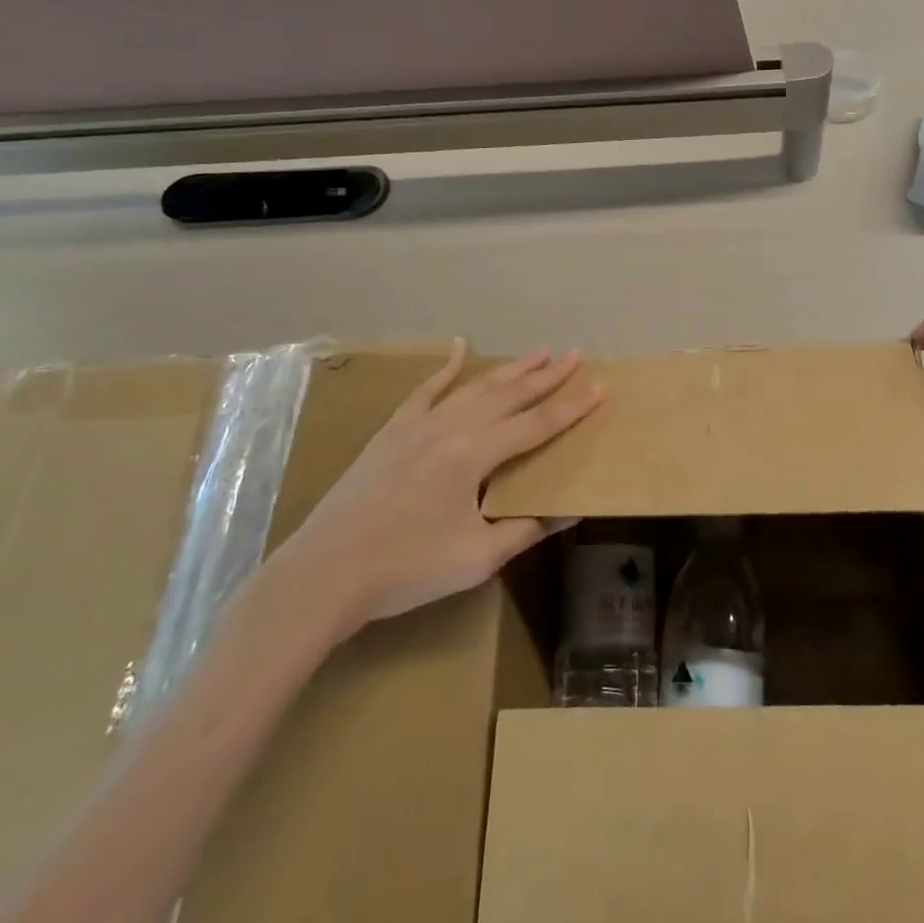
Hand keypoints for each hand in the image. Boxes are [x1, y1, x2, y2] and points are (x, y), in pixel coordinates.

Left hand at [268, 341, 600, 643]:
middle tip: (576, 355)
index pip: (535, 425)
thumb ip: (526, 528)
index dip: (570, 408)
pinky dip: (445, 368)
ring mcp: (417, 425)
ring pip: (474, 387)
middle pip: (509, 396)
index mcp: (474, 455)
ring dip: (509, 369)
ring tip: (538, 353)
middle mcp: (450, 428)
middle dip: (547, 375)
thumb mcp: (477, 558)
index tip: (599, 387)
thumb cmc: (406, 569)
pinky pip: (425, 391)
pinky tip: (460, 348)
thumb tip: (569, 512)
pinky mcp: (392, 432)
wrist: (324, 574)